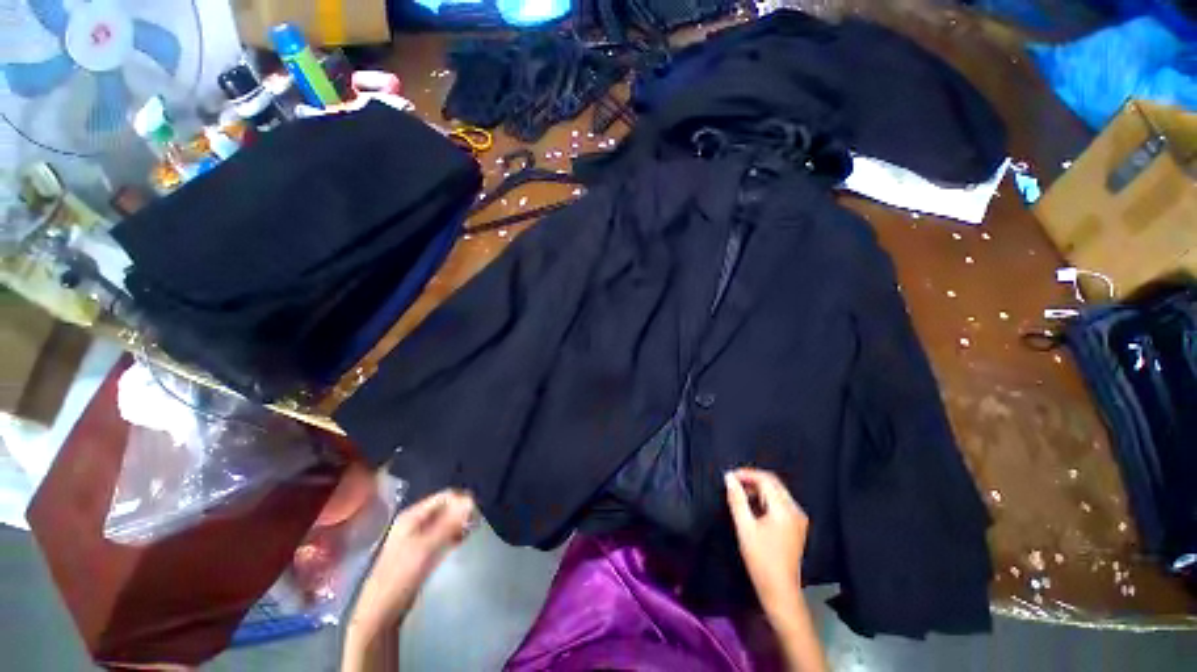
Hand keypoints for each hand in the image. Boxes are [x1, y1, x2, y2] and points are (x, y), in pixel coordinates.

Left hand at [348, 489, 474, 634]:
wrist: (380, 613)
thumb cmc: (400, 577)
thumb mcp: (426, 548)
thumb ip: (450, 524)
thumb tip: (472, 501)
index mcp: (412, 515)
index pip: (445, 496)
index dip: (462, 501)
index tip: (477, 514)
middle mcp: (414, 521)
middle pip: (445, 507)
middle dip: (462, 512)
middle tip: (475, 525)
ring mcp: (416, 537)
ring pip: (445, 521)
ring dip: (459, 525)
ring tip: (470, 535)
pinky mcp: (420, 551)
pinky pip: (442, 535)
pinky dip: (453, 536)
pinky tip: (460, 545)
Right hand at [725, 468, 808, 614]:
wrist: (780, 590)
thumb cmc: (761, 560)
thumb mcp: (744, 527)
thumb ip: (737, 499)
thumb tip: (729, 478)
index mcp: (784, 509)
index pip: (766, 479)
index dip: (746, 474)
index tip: (729, 477)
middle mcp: (795, 510)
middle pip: (774, 483)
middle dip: (752, 479)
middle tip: (733, 484)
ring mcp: (798, 518)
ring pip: (777, 492)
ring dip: (758, 489)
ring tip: (740, 495)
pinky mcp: (797, 526)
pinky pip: (780, 503)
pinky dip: (766, 500)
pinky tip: (753, 508)